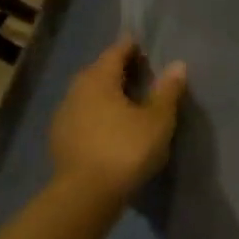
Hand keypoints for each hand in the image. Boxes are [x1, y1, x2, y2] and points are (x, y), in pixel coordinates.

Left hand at [48, 37, 187, 203]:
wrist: (86, 194)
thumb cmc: (126, 148)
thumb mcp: (158, 120)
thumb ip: (167, 91)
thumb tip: (177, 65)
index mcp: (99, 80)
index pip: (115, 53)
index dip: (129, 47)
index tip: (141, 44)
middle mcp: (76, 92)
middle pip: (97, 72)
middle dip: (115, 68)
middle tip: (138, 70)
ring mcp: (64, 116)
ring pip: (87, 94)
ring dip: (105, 92)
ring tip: (126, 98)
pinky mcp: (60, 139)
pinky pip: (82, 115)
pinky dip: (97, 112)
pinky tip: (110, 124)